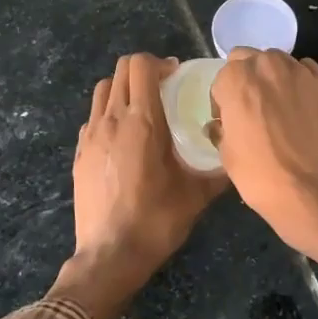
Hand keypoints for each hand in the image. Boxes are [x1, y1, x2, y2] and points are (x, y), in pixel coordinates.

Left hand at [54, 53, 224, 318]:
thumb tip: (238, 157)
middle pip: (120, 70)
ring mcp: (90, 135)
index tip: (175, 77)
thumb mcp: (197, 195)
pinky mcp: (79, 153)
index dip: (159, 63)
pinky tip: (124, 138)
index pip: (140, 66)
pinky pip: (93, 117)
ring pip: (102, 90)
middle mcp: (112, 120)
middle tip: (163, 88)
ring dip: (123, 88)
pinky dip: (108, 113)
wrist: (110, 255)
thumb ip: (220, 170)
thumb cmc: (156, 221)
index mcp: (142, 122)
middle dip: (143, 71)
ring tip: (142, 108)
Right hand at [208, 48, 317, 253]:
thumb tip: (220, 124)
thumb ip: (221, 128)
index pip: (222, 77)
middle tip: (250, 106)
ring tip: (277, 104)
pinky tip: (299, 104)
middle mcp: (267, 66)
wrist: (311, 190)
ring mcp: (299, 72)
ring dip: (272, 76)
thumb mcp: (226, 153)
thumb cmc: (259, 174)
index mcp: (236, 79)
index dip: (222, 98)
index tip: (227, 118)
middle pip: (249, 59)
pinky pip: (306, 71)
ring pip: (278, 61)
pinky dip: (299, 81)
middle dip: (246, 77)